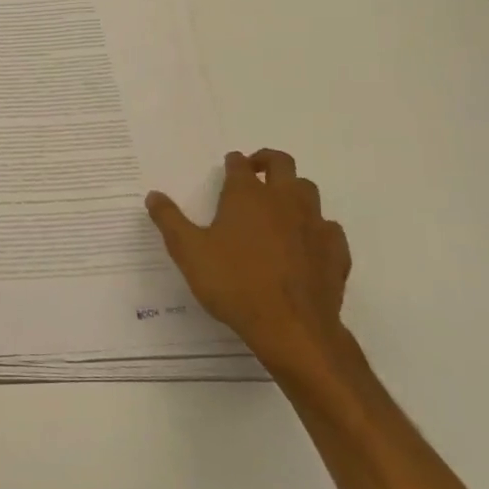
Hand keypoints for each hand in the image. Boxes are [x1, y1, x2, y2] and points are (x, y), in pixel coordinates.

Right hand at [146, 149, 352, 379]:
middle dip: (267, 161)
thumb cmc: (233, 283)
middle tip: (256, 170)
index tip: (229, 165)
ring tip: (279, 204)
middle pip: (282, 164)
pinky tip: (307, 242)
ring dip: (293, 190)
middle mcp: (283, 200)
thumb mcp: (188, 252)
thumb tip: (153, 195)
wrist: (292, 327)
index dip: (234, 162)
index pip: (240, 164)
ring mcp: (313, 224)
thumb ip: (169, 220)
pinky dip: (317, 227)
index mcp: (246, 195)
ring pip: (308, 191)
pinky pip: (328, 228)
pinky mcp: (335, 251)